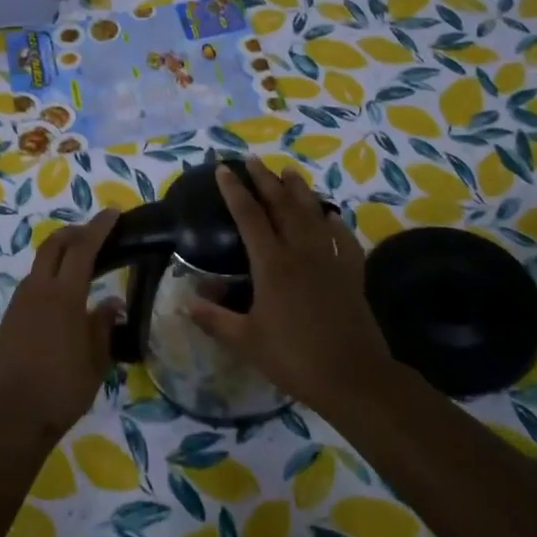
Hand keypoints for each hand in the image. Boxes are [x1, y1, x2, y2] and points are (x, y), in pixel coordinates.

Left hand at [0, 209, 122, 441]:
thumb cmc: (62, 389)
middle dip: (75, 232)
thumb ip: (103, 326)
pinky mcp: (9, 319)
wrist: (11, 417)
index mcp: (63, 296)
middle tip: (96, 234)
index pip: (82, 248)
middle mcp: (37, 290)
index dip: (98, 227)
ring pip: (39, 264)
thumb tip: (112, 303)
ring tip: (82, 264)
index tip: (113, 214)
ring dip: (60, 254)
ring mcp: (19, 304)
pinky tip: (62, 296)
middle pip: (53, 245)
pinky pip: (32, 285)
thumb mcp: (95, 361)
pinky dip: (49, 276)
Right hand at [189, 160, 395, 415]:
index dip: (235, 191)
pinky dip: (335, 223)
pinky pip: (343, 239)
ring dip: (299, 191)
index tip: (223, 169)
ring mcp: (329, 260)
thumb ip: (215, 319)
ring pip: (313, 214)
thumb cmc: (293, 357)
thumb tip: (185, 304)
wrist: (351, 376)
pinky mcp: (351, 274)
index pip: (249, 216)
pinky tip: (331, 215)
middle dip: (265, 180)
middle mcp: (301, 252)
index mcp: (272, 264)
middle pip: (282, 206)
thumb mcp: (246, 341)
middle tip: (253, 159)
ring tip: (289, 172)